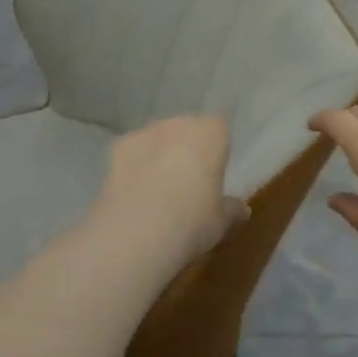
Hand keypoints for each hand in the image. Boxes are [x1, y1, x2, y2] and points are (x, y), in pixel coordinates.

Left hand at [91, 115, 246, 264]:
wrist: (135, 232)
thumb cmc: (192, 220)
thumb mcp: (221, 221)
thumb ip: (231, 210)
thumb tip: (241, 210)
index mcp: (211, 133)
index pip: (219, 129)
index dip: (217, 150)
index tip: (215, 174)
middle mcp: (178, 124)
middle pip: (186, 130)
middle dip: (187, 150)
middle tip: (188, 184)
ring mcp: (144, 133)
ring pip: (157, 140)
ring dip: (159, 156)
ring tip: (157, 192)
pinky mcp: (115, 149)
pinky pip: (132, 154)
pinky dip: (133, 168)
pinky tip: (134, 195)